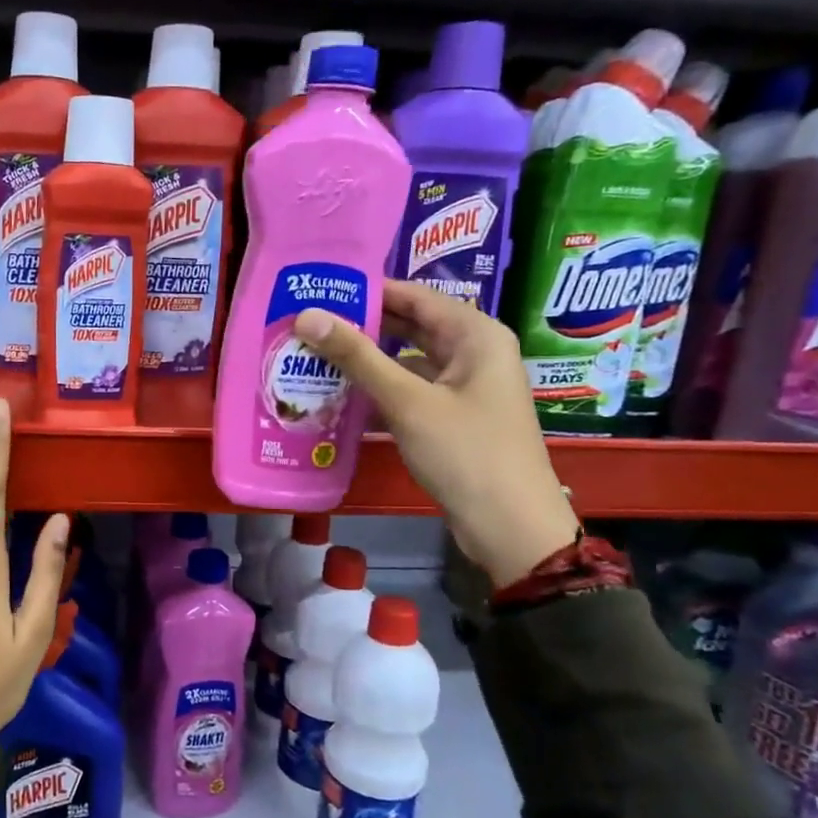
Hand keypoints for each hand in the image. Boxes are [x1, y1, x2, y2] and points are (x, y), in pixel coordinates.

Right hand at [293, 281, 577, 587]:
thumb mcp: (407, 401)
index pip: (414, 296)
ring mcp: (465, 388)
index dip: (368, 290)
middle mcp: (474, 353)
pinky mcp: (454, 417)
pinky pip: (411, 391)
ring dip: (367, 361)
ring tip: (315, 356)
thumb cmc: (465, 453)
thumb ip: (357, 356)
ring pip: (408, 362)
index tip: (319, 290)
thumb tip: (307, 316)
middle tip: (308, 324)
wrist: (509, 526)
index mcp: (476, 335)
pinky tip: (340, 396)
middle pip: (410, 327)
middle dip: (362, 326)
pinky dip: (380, 391)